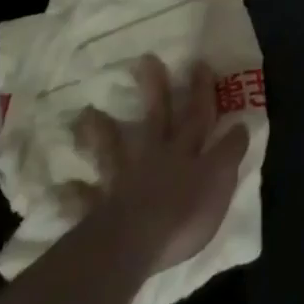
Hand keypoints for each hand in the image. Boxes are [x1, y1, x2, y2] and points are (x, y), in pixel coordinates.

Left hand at [71, 55, 247, 272]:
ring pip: (113, 150)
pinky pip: (85, 200)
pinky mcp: (101, 209)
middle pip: (155, 118)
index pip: (199, 115)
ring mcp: (124, 180)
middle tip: (144, 60)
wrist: (136, 243)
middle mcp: (155, 157)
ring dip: (100, 132)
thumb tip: (241, 126)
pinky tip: (62, 186)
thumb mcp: (220, 181)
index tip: (199, 63)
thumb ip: (229, 154)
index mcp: (186, 152)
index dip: (201, 90)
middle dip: (154, 89)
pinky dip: (75, 194)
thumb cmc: (184, 213)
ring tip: (85, 114)